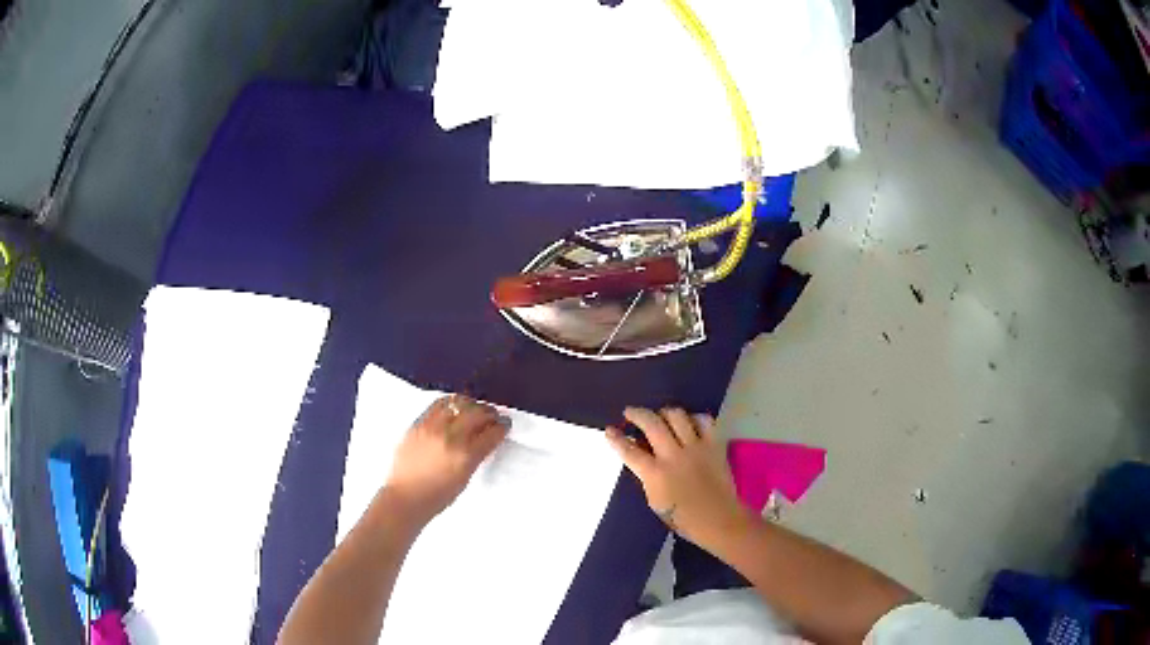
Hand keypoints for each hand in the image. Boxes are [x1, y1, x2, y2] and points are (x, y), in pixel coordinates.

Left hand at [385, 395, 509, 524]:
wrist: (406, 497)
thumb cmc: (438, 496)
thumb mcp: (465, 478)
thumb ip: (475, 456)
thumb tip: (484, 440)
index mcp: (465, 456)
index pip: (491, 433)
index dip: (502, 427)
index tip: (505, 424)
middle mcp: (450, 437)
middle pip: (477, 413)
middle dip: (489, 413)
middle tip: (493, 416)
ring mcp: (432, 428)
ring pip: (457, 403)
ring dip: (471, 404)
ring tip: (474, 409)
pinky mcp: (418, 424)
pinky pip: (438, 404)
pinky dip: (450, 403)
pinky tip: (454, 407)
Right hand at [605, 407, 751, 549]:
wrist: (718, 519)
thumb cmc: (682, 518)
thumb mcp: (654, 500)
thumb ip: (647, 476)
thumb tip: (643, 458)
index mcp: (655, 474)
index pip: (629, 451)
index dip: (616, 439)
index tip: (609, 430)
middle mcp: (674, 455)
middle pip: (651, 423)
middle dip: (637, 414)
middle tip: (631, 412)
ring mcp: (696, 448)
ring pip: (677, 415)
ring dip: (664, 412)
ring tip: (660, 416)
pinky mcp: (714, 445)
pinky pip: (704, 421)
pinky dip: (694, 418)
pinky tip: (689, 423)